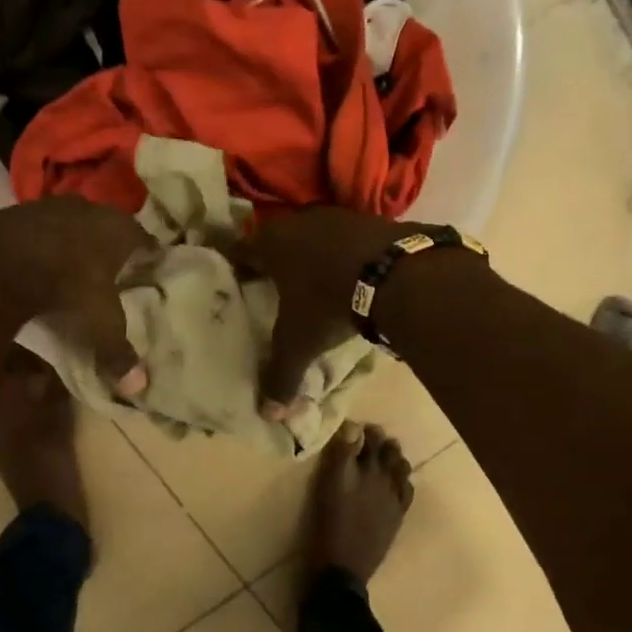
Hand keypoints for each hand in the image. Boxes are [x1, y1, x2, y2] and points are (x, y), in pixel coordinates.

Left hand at [0, 199, 154, 396]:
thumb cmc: (67, 286)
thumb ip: (117, 351)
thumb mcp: (99, 324)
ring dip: (71, 241)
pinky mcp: (13, 211)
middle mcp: (89, 210)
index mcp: (119, 231)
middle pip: (107, 227)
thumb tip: (138, 388)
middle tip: (112, 268)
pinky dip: (36, 244)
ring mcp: (49, 206)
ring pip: (70, 223)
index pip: (145, 242)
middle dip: (109, 246)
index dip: (149, 258)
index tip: (151, 270)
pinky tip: (31, 261)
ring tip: (71, 265)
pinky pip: (33, 229)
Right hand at [229, 208, 407, 414]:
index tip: (235, 279)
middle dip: (274, 259)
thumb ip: (281, 376)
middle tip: (271, 281)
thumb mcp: (300, 343)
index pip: (241, 250)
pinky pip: (346, 238)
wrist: (395, 274)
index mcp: (270, 244)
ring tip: (312, 279)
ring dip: (311, 254)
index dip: (237, 266)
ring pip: (312, 236)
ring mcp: (336, 216)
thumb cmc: (329, 303)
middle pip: (277, 239)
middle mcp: (298, 221)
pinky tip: (350, 273)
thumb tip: (269, 414)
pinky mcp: (370, 219)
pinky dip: (344, 254)